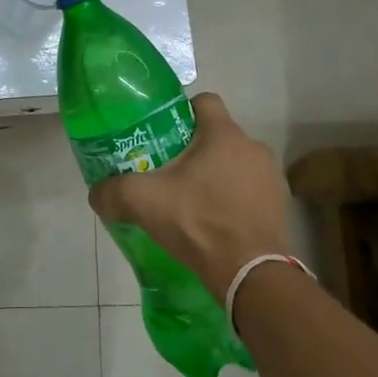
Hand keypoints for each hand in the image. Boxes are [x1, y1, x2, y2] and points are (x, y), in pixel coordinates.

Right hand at [88, 93, 289, 300]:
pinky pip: (249, 191)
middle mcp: (253, 147)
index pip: (204, 101)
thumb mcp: (144, 202)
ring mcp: (271, 178)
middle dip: (193, 150)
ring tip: (190, 201)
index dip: (181, 112)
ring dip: (215, 176)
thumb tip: (97, 194)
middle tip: (167, 172)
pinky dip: (232, 200)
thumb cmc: (199, 222)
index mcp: (223, 134)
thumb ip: (113, 191)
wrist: (252, 275)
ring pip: (234, 164)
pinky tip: (214, 223)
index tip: (162, 133)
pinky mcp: (280, 207)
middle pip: (217, 136)